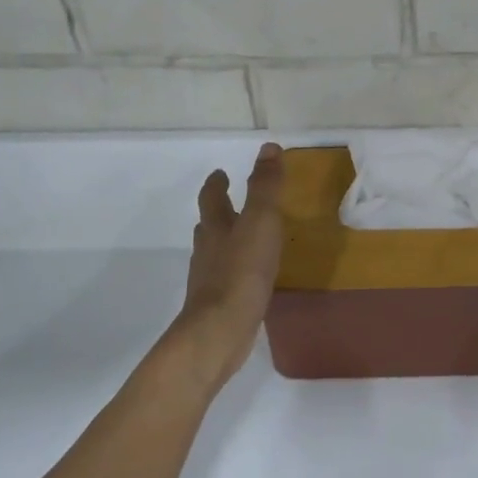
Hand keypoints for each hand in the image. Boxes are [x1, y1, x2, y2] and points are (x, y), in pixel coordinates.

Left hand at [170, 143, 284, 383]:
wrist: (220, 329)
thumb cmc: (242, 271)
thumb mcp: (260, 222)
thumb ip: (265, 186)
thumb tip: (268, 148)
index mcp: (216, 226)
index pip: (212, 197)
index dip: (217, 184)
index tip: (220, 173)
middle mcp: (208, 250)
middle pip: (209, 225)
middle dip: (219, 212)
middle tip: (231, 203)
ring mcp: (210, 279)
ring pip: (215, 252)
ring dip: (226, 241)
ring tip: (243, 239)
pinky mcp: (218, 304)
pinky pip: (226, 279)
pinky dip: (235, 271)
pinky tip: (249, 278)